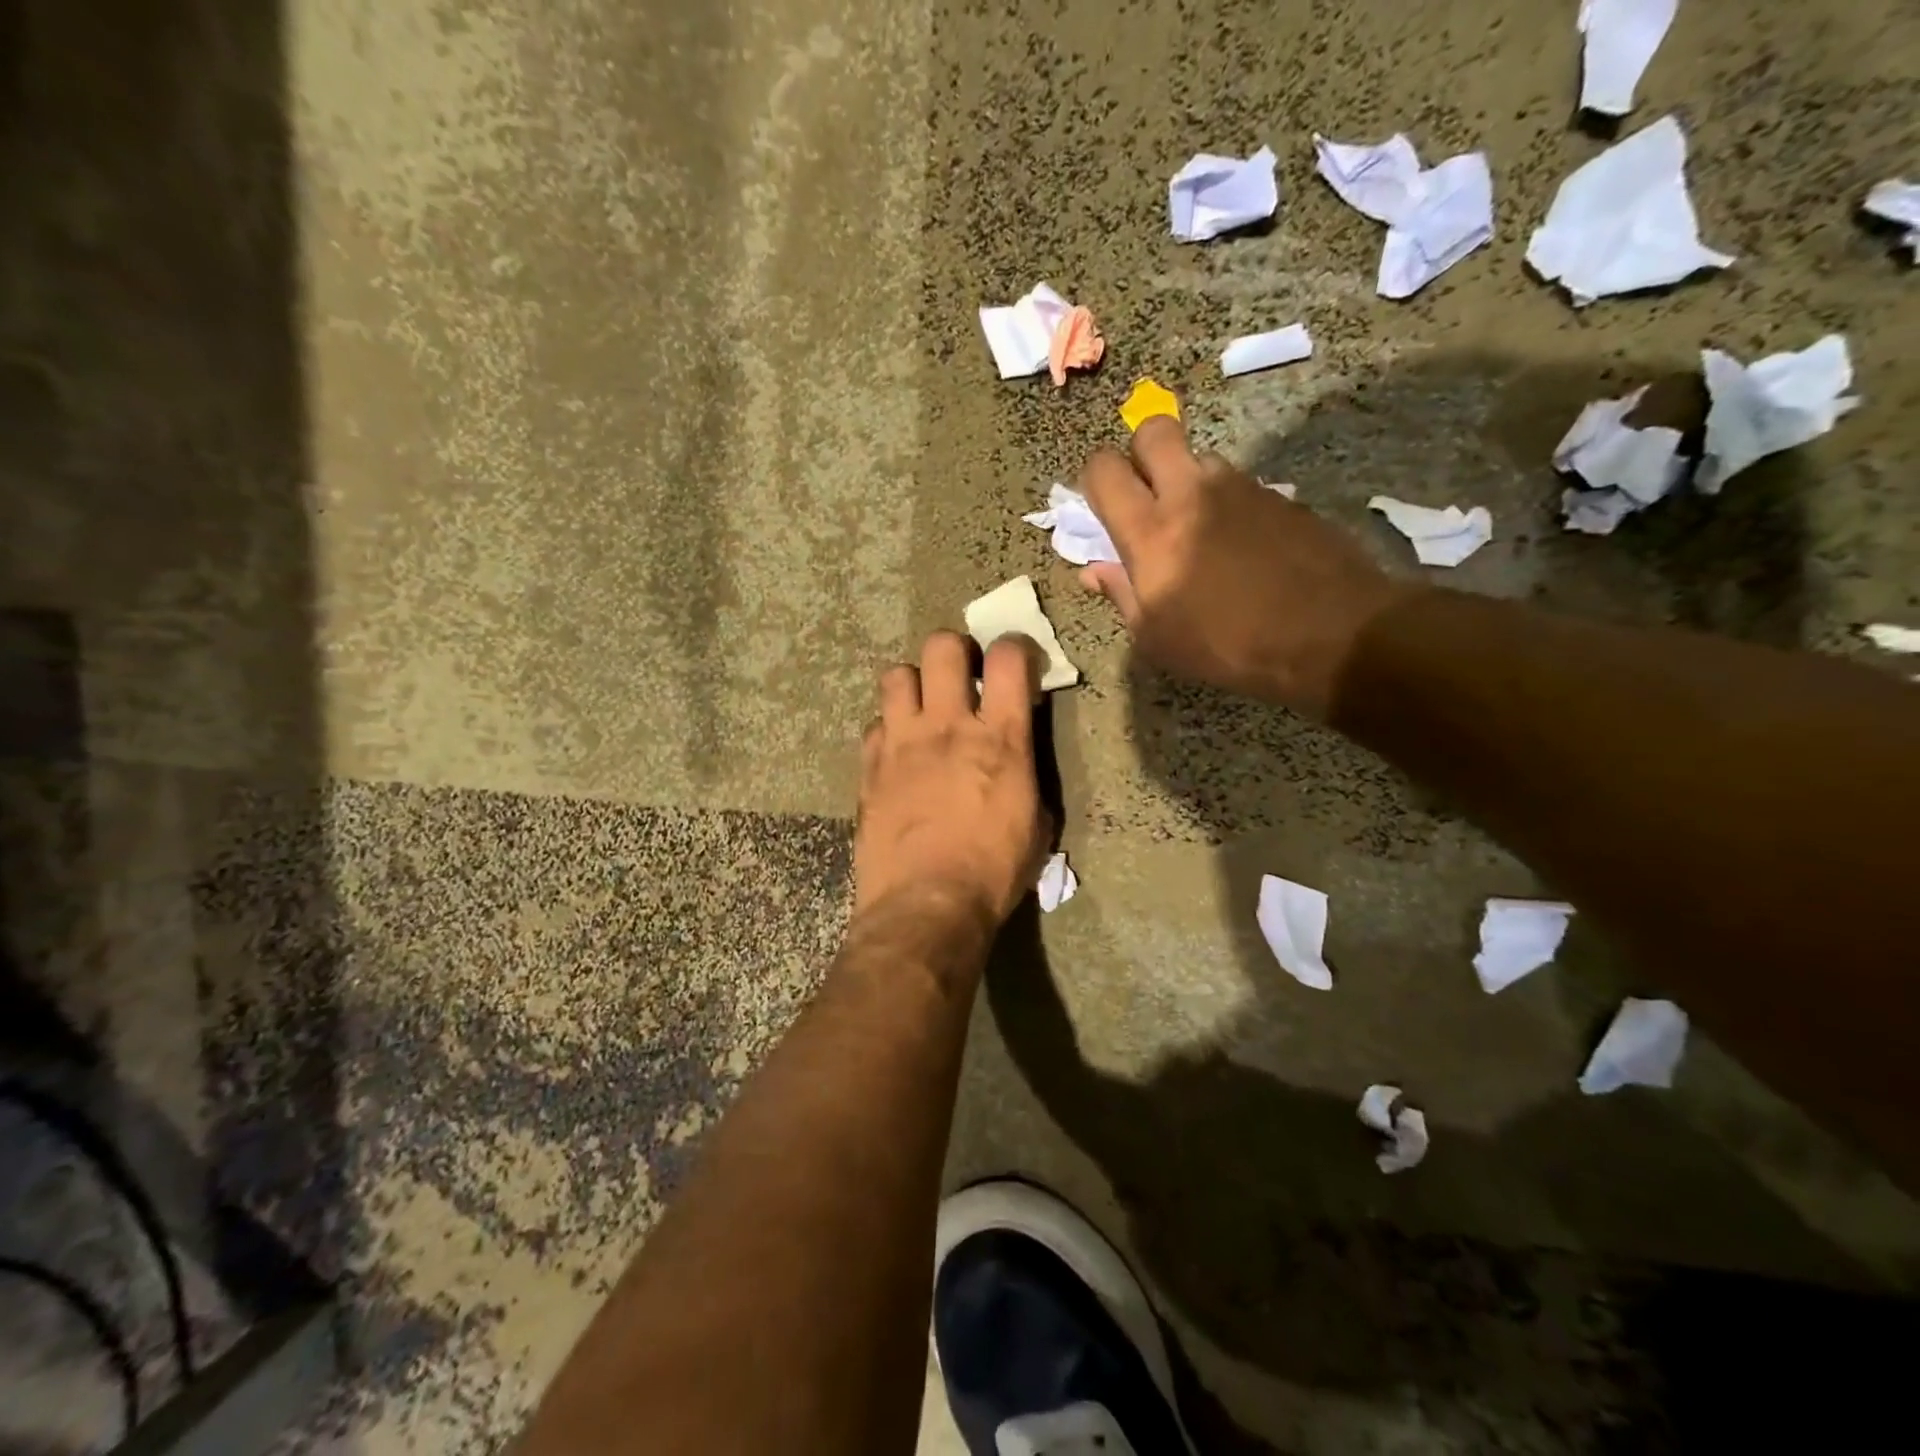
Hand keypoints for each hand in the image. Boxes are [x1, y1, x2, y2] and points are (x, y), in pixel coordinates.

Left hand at [854, 631, 1048, 935]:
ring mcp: (902, 742)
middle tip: (961, 675)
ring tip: (922, 708)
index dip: (1015, 647)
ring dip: (913, 684)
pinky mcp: (870, 766)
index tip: (1015, 662)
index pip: (1009, 658)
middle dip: (954, 651)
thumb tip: (1016, 756)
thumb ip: (1025, 774)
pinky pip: (874, 724)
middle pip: (942, 647)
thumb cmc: (994, 871)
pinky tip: (896, 752)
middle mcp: (948, 726)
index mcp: (1001, 738)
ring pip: (896, 675)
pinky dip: (888, 730)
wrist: (926, 905)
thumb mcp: (1036, 823)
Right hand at [1078, 414, 1409, 718]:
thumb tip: (1093, 569)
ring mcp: (1239, 486)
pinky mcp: (1278, 493)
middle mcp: (1191, 492)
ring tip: (1197, 527)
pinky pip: (1236, 481)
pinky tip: (1239, 544)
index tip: (1103, 508)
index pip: (1104, 469)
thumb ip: (1121, 593)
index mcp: (1151, 530)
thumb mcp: (1158, 637)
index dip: (1095, 481)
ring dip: (1186, 479)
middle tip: (1146, 495)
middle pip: (1153, 430)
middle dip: (1139, 453)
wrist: (1331, 633)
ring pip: (1198, 456)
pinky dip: (1225, 501)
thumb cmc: (1229, 645)